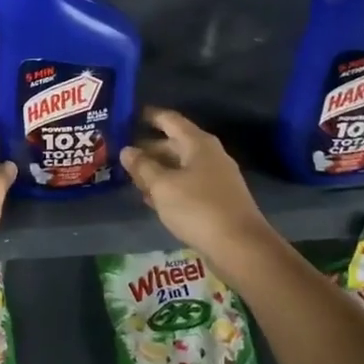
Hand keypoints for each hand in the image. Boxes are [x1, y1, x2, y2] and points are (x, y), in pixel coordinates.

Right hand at [120, 108, 271, 258]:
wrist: (241, 247)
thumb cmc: (198, 208)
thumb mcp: (162, 186)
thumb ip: (142, 166)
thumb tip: (127, 150)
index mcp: (198, 143)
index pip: (170, 120)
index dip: (149, 116)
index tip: (128, 116)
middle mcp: (209, 155)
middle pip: (174, 144)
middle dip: (149, 148)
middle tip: (122, 154)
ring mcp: (216, 178)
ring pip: (180, 167)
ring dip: (157, 170)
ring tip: (131, 177)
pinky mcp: (217, 200)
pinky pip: (187, 185)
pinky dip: (169, 187)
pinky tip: (152, 199)